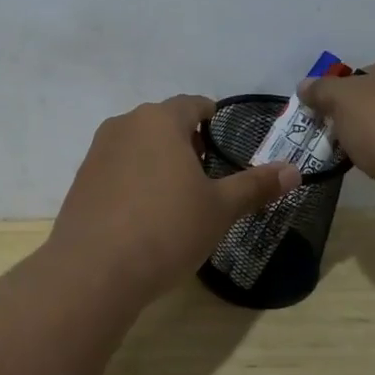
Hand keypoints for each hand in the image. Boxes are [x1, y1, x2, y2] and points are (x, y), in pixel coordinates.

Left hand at [48, 95, 299, 301]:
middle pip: (162, 122)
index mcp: (160, 120)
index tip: (223, 137)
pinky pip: (116, 168)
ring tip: (176, 195)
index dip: (211, 117)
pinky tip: (143, 213)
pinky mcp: (81, 180)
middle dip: (185, 141)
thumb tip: (294, 170)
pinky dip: (133, 179)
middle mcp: (124, 125)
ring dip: (157, 159)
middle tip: (206, 173)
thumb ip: (255, 185)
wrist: (95, 270)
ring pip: (137, 144)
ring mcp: (97, 152)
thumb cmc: (167, 229)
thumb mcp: (220, 209)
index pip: (192, 104)